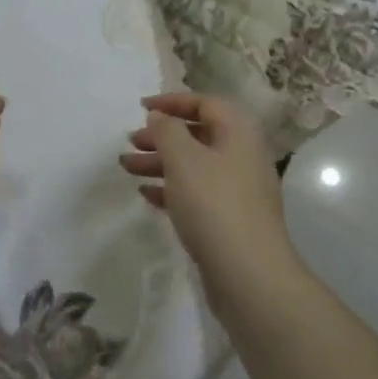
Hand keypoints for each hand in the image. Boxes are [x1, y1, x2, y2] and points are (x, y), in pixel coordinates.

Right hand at [120, 93, 298, 323]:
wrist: (250, 277)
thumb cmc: (214, 204)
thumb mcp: (183, 158)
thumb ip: (167, 130)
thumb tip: (160, 116)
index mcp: (238, 132)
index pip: (205, 103)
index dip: (172, 101)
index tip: (142, 108)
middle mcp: (242, 156)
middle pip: (197, 135)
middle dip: (162, 136)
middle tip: (131, 141)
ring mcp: (238, 191)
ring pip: (194, 165)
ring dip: (161, 163)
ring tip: (127, 167)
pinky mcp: (230, 221)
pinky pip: (197, 193)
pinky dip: (172, 189)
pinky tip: (147, 195)